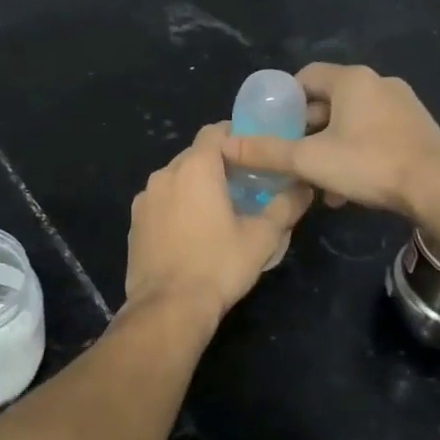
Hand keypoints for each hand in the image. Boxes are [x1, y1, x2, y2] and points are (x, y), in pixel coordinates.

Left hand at [125, 123, 312, 328]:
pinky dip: (176, 205)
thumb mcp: (263, 237)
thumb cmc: (219, 265)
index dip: (235, 135)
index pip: (215, 131)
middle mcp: (165, 173)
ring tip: (217, 209)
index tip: (254, 152)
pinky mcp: (134, 222)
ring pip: (175, 178)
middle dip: (217, 163)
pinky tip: (191, 231)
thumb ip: (286, 205)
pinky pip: (160, 201)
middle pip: (195, 154)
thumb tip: (305, 187)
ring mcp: (144, 198)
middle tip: (243, 183)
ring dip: (195, 185)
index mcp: (195, 167)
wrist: (168, 308)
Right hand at [221, 64, 439, 221]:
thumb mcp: (310, 159)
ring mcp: (403, 105)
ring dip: (331, 146)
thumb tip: (225, 145)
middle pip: (329, 100)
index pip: (306, 76)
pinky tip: (349, 189)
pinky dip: (358, 152)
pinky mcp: (419, 129)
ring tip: (318, 180)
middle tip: (292, 155)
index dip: (284, 99)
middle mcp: (378, 83)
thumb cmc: (370, 164)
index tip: (273, 126)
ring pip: (353, 121)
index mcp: (351, 79)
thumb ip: (267, 152)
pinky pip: (376, 133)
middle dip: (307, 129)